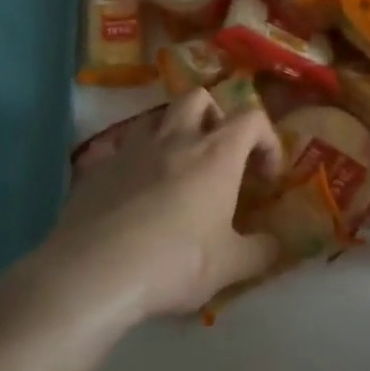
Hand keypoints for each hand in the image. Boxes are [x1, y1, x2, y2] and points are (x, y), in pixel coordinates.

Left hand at [32, 91, 283, 323]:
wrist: (94, 272)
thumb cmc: (174, 262)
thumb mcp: (229, 266)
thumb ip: (261, 252)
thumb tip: (275, 245)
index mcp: (215, 154)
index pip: (252, 118)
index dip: (266, 140)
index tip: (265, 177)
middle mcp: (175, 139)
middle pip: (199, 98)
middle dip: (216, 119)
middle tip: (219, 158)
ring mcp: (131, 148)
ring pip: (156, 116)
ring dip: (172, 132)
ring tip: (176, 169)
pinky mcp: (97, 166)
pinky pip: (117, 148)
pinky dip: (131, 160)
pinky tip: (131, 190)